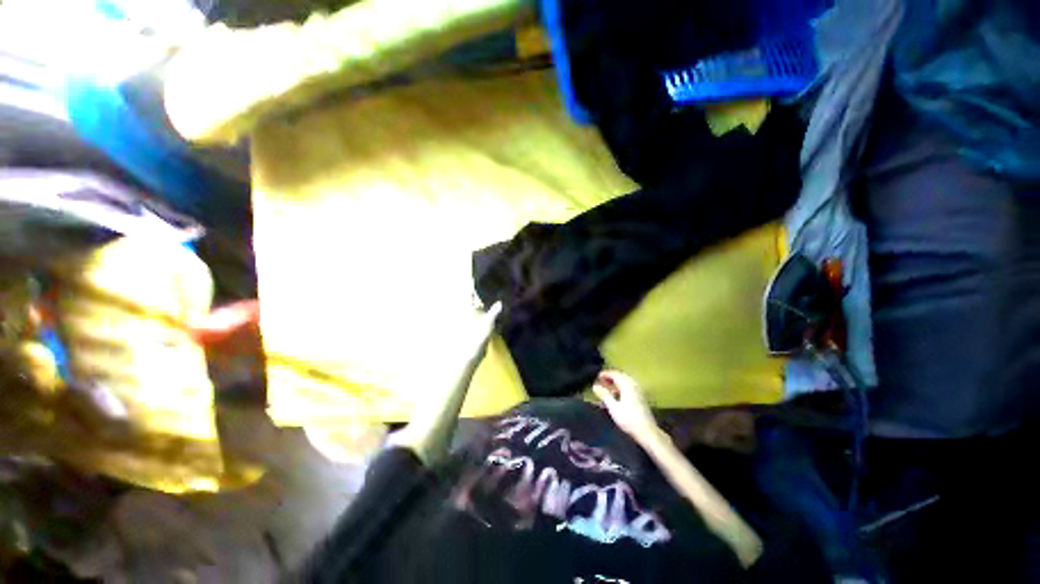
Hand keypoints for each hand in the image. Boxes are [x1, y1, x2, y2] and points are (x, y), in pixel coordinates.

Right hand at [592, 370, 658, 440]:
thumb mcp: (613, 407)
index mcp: (627, 384)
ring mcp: (638, 391)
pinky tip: (615, 397)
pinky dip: (620, 389)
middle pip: (620, 377)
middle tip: (600, 381)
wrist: (647, 431)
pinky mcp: (641, 398)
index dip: (605, 374)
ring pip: (624, 383)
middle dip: (610, 378)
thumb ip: (604, 394)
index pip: (614, 374)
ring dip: (615, 384)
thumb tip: (595, 386)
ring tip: (606, 389)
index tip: (597, 376)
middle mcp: (633, 385)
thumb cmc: (628, 418)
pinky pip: (628, 389)